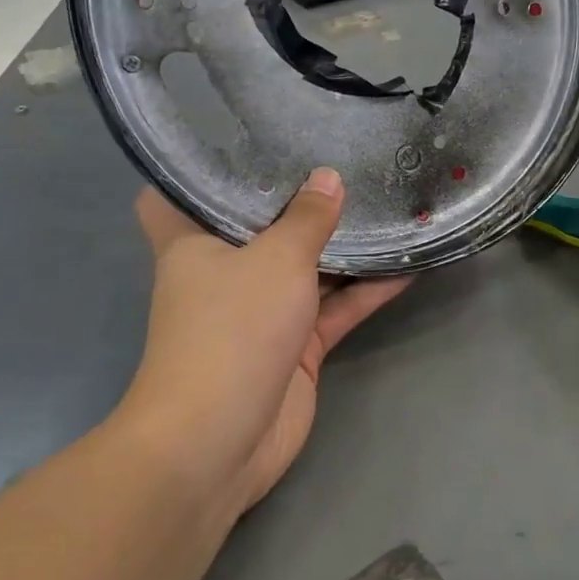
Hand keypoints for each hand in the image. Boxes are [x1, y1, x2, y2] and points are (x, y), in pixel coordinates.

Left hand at [123, 169, 409, 521]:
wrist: (220, 440)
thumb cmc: (232, 329)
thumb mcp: (276, 259)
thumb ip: (308, 218)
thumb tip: (328, 178)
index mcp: (193, 244)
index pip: (172, 196)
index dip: (195, 169)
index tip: (235, 139)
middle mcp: (223, 273)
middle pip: (258, 227)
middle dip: (294, 200)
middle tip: (338, 158)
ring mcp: (260, 312)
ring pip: (304, 268)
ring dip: (341, 246)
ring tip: (385, 203)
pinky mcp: (293, 347)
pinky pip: (333, 309)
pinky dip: (365, 291)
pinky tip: (407, 265)